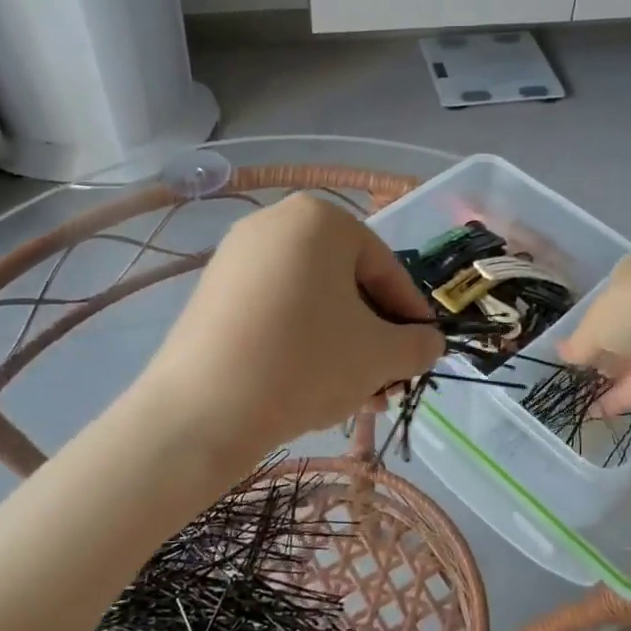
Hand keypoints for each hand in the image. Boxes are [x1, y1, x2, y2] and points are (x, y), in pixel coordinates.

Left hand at [139, 194, 442, 450]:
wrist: (201, 411)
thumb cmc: (305, 363)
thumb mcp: (380, 355)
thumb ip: (418, 344)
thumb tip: (428, 343)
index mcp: (321, 218)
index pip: (386, 268)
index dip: (410, 316)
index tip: (422, 354)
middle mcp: (276, 222)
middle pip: (346, 284)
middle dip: (373, 337)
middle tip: (387, 383)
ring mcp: (238, 256)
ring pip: (312, 301)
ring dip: (342, 346)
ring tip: (356, 397)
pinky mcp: (212, 291)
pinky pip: (275, 309)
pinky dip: (301, 341)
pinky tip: (312, 386)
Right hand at [558, 252, 630, 412]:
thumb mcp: (593, 325)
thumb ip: (578, 342)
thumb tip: (562, 354)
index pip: (610, 294)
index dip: (591, 321)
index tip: (577, 346)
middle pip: (628, 324)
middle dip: (606, 350)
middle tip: (582, 373)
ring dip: (617, 374)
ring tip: (587, 398)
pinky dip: (630, 391)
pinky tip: (603, 412)